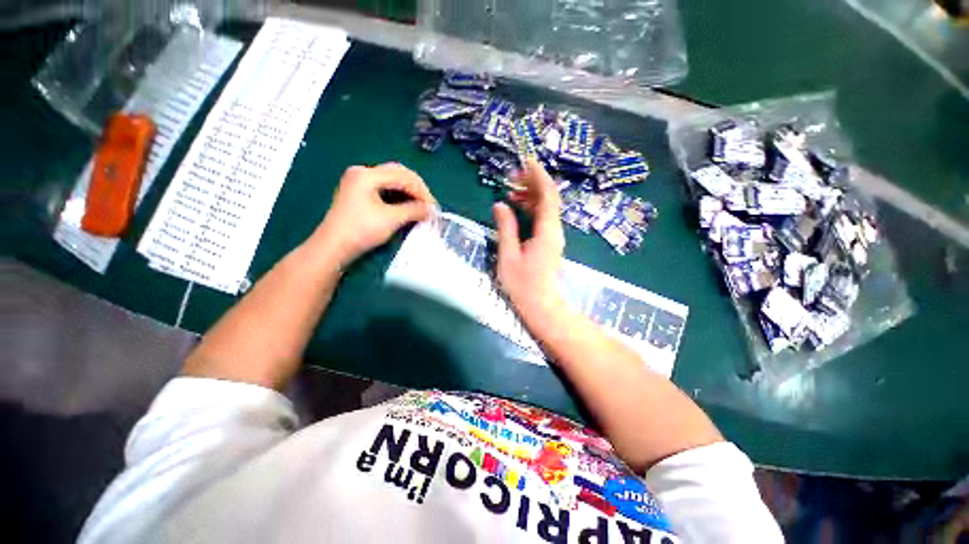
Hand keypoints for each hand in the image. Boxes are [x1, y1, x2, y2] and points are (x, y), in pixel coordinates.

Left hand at [311, 163, 435, 265]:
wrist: (334, 247)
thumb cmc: (361, 230)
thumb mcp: (391, 219)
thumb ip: (414, 210)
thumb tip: (431, 210)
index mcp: (367, 174)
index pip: (403, 176)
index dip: (421, 191)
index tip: (433, 207)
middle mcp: (362, 172)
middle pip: (397, 173)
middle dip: (416, 188)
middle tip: (428, 204)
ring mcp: (359, 182)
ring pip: (391, 180)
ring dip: (408, 192)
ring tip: (420, 205)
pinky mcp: (358, 193)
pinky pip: (384, 188)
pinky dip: (398, 195)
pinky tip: (406, 205)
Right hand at [493, 159, 565, 322]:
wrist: (542, 306)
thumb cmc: (523, 285)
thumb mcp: (508, 256)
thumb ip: (506, 228)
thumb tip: (500, 205)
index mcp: (547, 231)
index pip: (548, 195)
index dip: (539, 176)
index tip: (527, 162)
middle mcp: (555, 230)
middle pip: (549, 198)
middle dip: (533, 183)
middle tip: (512, 177)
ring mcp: (554, 236)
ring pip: (546, 208)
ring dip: (531, 196)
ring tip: (511, 191)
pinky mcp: (550, 242)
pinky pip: (544, 218)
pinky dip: (532, 209)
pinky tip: (517, 208)